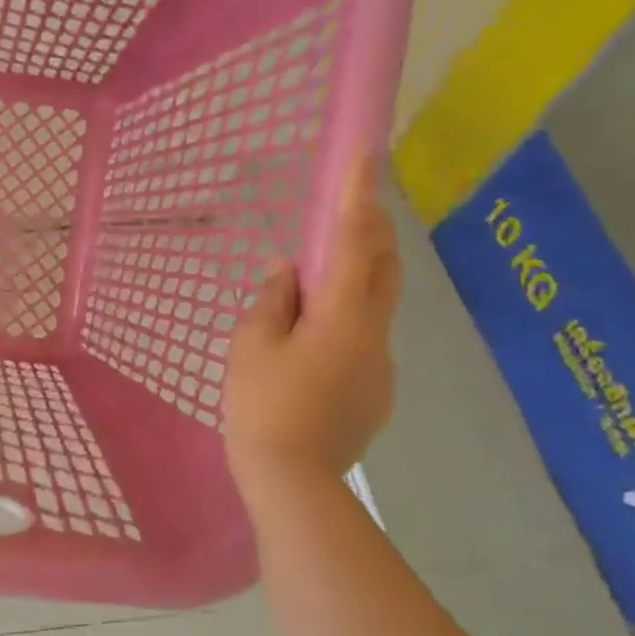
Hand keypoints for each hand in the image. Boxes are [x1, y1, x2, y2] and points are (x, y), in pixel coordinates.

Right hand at [223, 154, 400, 492]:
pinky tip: (313, 351)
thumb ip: (271, 302)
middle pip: (383, 268)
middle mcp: (375, 334)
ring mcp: (382, 368)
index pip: (352, 241)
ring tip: (314, 290)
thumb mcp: (251, 347)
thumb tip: (287, 273)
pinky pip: (364, 343)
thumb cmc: (263, 406)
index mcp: (343, 315)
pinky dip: (345, 326)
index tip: (367, 154)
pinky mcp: (377, 395)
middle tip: (350, 209)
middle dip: (371, 232)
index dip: (357, 195)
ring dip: (354, 283)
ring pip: (375, 308)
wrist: (292, 482)